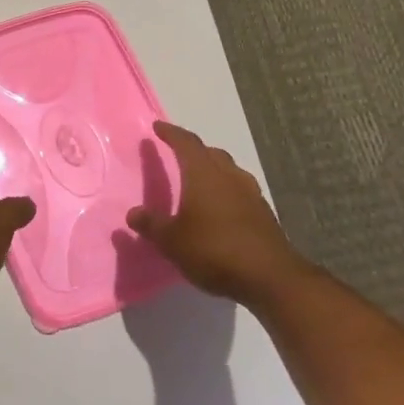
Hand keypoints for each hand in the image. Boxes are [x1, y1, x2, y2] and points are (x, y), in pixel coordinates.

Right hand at [128, 122, 298, 305]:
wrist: (270, 277)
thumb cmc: (214, 250)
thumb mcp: (172, 241)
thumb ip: (152, 225)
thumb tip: (133, 213)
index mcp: (203, 174)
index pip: (186, 143)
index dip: (171, 133)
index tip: (158, 127)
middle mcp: (229, 175)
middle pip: (211, 153)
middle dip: (194, 150)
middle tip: (178, 155)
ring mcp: (251, 193)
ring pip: (229, 170)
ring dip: (214, 170)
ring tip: (200, 182)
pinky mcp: (264, 213)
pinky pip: (241, 191)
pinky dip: (227, 191)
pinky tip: (222, 209)